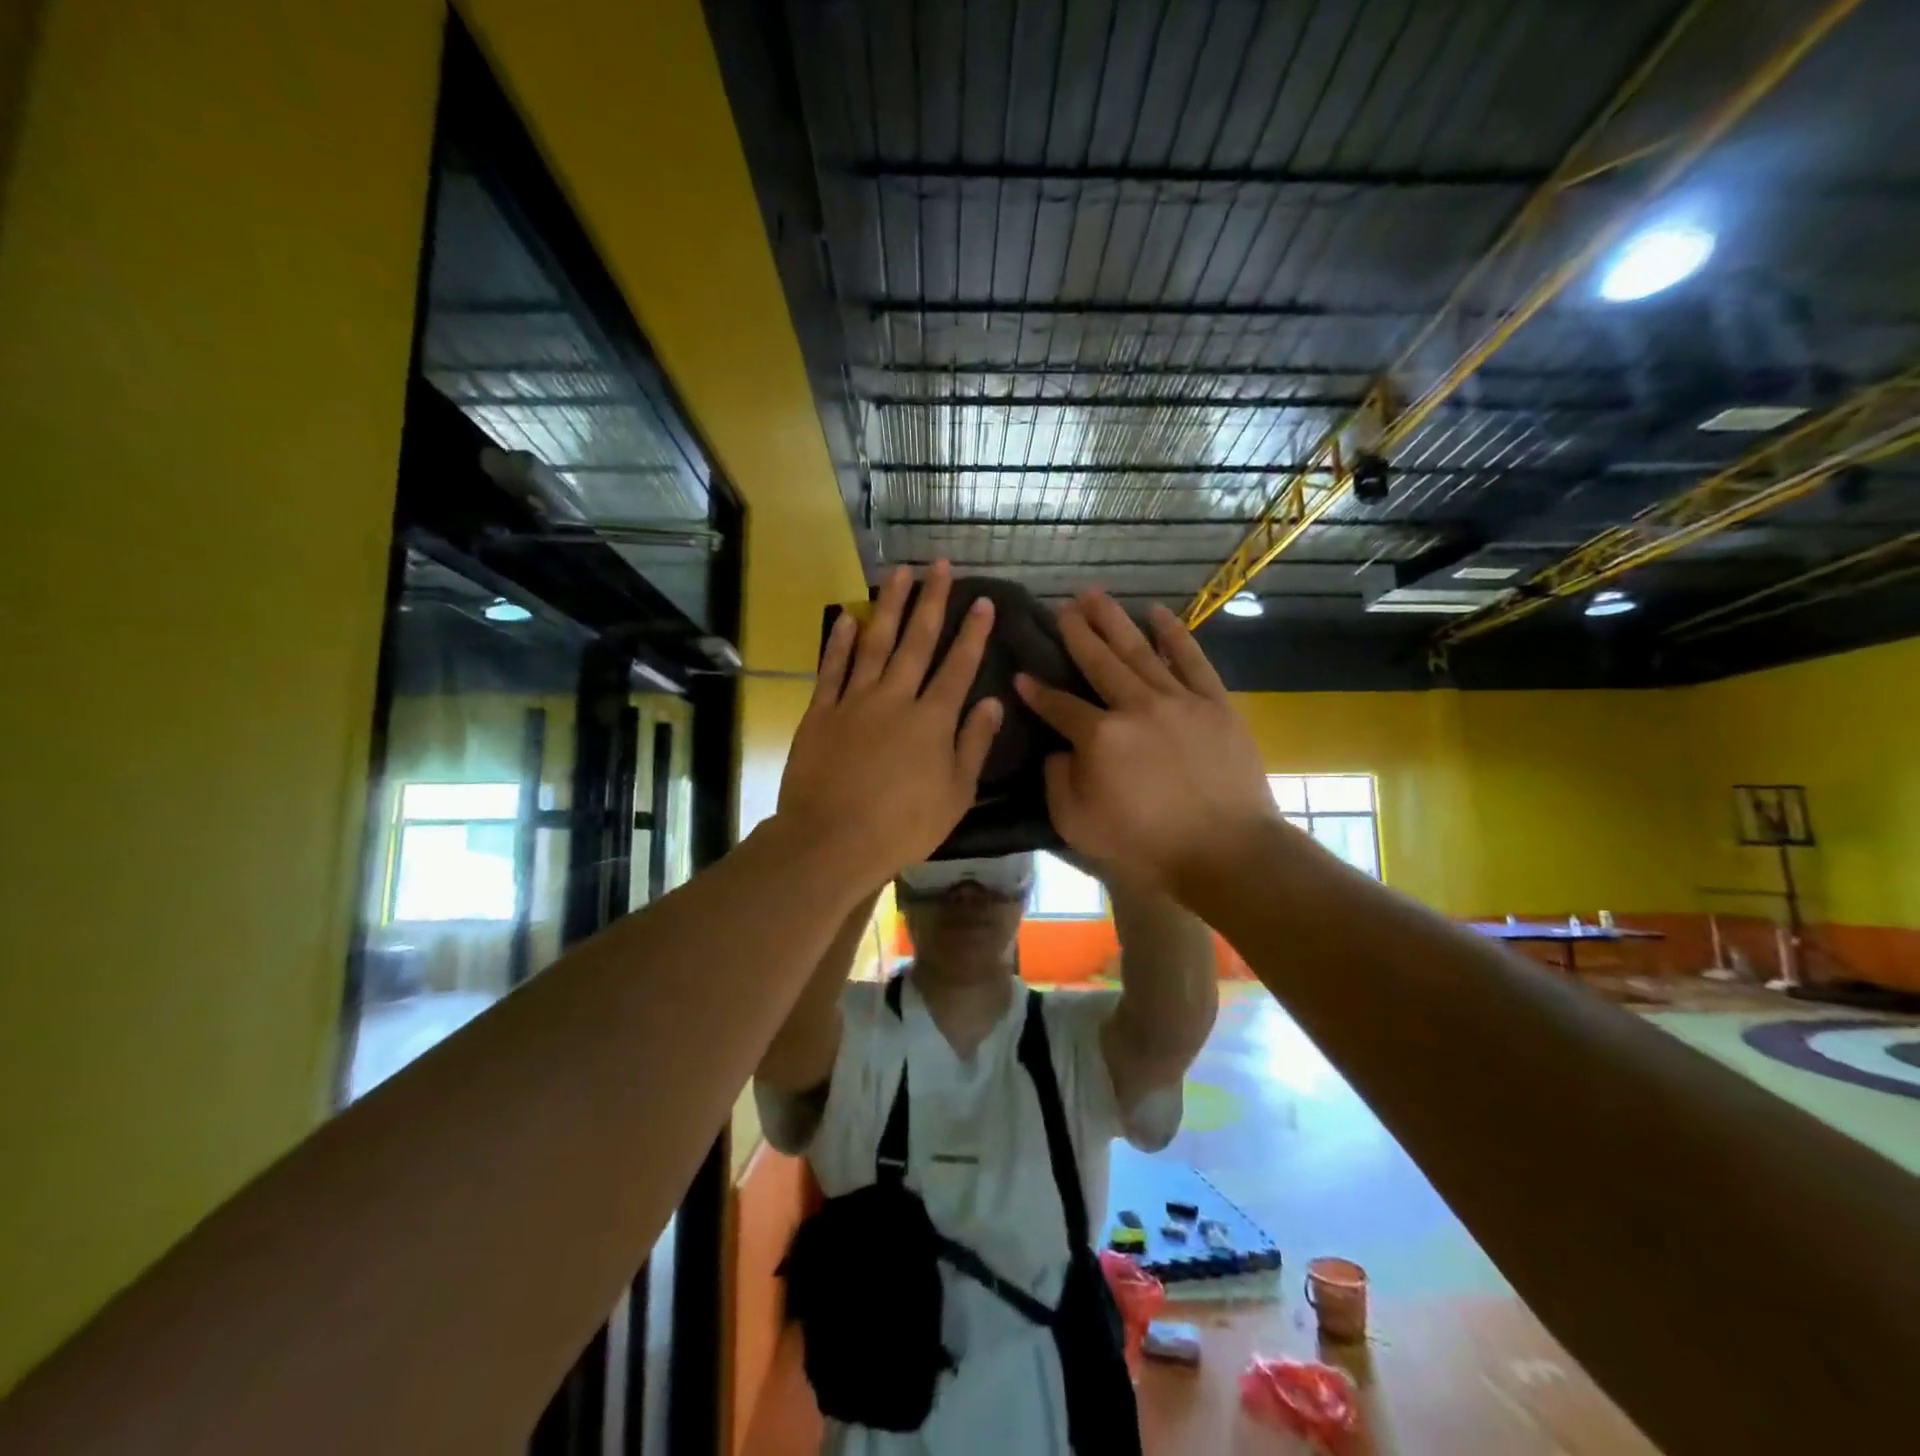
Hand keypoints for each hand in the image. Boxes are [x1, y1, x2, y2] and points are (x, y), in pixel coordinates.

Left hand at [778, 561, 1002, 886]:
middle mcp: (896, 698)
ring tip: (899, 572)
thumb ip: (974, 744)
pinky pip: (832, 669)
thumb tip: (995, 702)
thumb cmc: (903, 826)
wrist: (832, 840)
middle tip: (940, 564)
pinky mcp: (821, 713)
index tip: (983, 600)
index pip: (959, 666)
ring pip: (875, 643)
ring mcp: (855, 702)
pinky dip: (840, 641)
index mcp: (932, 720)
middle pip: (917, 641)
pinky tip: (847, 615)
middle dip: (932, 601)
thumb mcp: (956, 794)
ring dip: (889, 606)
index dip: (973, 633)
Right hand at [1015, 592, 1280, 900]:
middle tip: (1061, 606)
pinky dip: (1173, 633)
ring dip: (1113, 620)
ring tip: (1094, 595)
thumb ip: (1058, 782)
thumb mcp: (1078, 826)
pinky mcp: (1214, 703)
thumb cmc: (1147, 846)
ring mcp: (1178, 699)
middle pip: (1098, 661)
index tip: (1021, 674)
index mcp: (1099, 737)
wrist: (1227, 852)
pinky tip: (1156, 613)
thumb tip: (1060, 750)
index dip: (1036, 691)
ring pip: (1139, 650)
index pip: (1059, 705)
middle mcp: (1135, 706)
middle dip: (1076, 632)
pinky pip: (1191, 659)